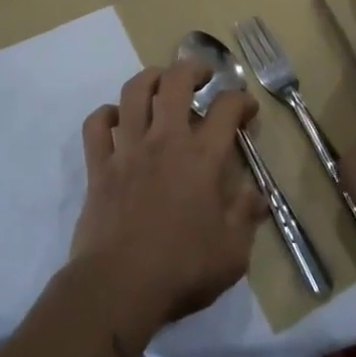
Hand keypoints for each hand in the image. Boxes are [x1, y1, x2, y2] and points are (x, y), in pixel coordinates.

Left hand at [71, 61, 264, 351]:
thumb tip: (259, 195)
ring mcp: (128, 150)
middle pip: (176, 82)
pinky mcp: (99, 167)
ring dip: (150, 79)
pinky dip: (106, 115)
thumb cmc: (181, 270)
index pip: (227, 108)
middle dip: (193, 68)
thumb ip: (246, 217)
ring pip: (134, 92)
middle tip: (203, 76)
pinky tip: (117, 119)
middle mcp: (165, 141)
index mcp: (203, 158)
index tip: (248, 110)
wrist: (118, 287)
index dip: (242, 100)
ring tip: (161, 83)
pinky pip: (96, 126)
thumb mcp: (232, 252)